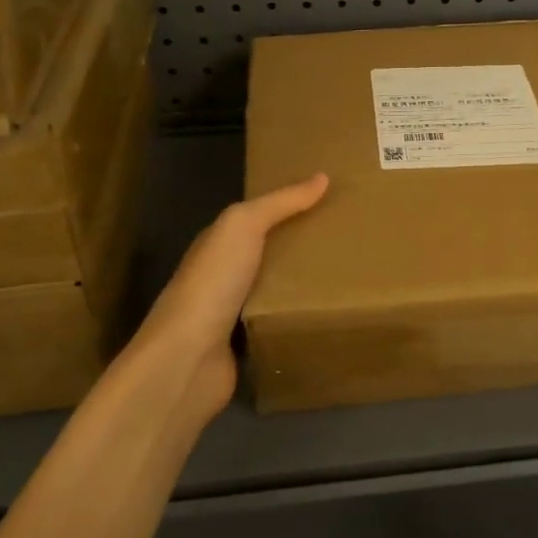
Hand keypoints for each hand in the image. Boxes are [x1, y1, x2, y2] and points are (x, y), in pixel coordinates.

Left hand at [131, 173, 329, 416]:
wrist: (187, 360)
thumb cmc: (212, 284)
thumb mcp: (243, 227)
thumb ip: (280, 203)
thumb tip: (322, 177)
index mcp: (219, 243)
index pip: (259, 216)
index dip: (291, 205)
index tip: (332, 199)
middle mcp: (224, 274)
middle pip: (270, 252)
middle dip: (303, 244)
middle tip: (351, 236)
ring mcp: (233, 313)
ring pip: (277, 288)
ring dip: (304, 282)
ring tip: (351, 271)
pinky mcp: (246, 346)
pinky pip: (280, 322)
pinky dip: (299, 316)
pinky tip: (330, 311)